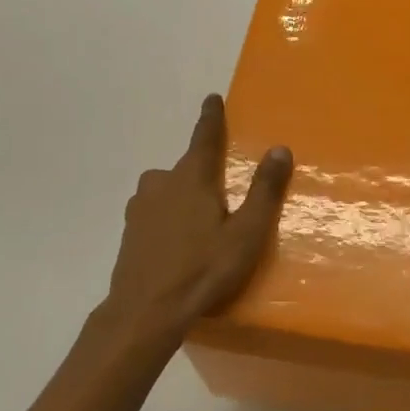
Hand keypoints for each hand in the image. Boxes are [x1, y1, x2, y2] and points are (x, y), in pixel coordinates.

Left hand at [97, 94, 293, 350]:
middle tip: (219, 190)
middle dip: (200, 171)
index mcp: (192, 178)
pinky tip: (177, 241)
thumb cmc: (203, 269)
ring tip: (199, 220)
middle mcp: (162, 184)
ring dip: (180, 195)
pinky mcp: (129, 232)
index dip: (211, 117)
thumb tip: (279, 148)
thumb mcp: (246, 233)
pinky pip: (153, 212)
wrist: (145, 312)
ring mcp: (140, 208)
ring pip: (165, 189)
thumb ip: (264, 190)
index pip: (204, 137)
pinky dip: (166, 216)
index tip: (212, 98)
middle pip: (184, 166)